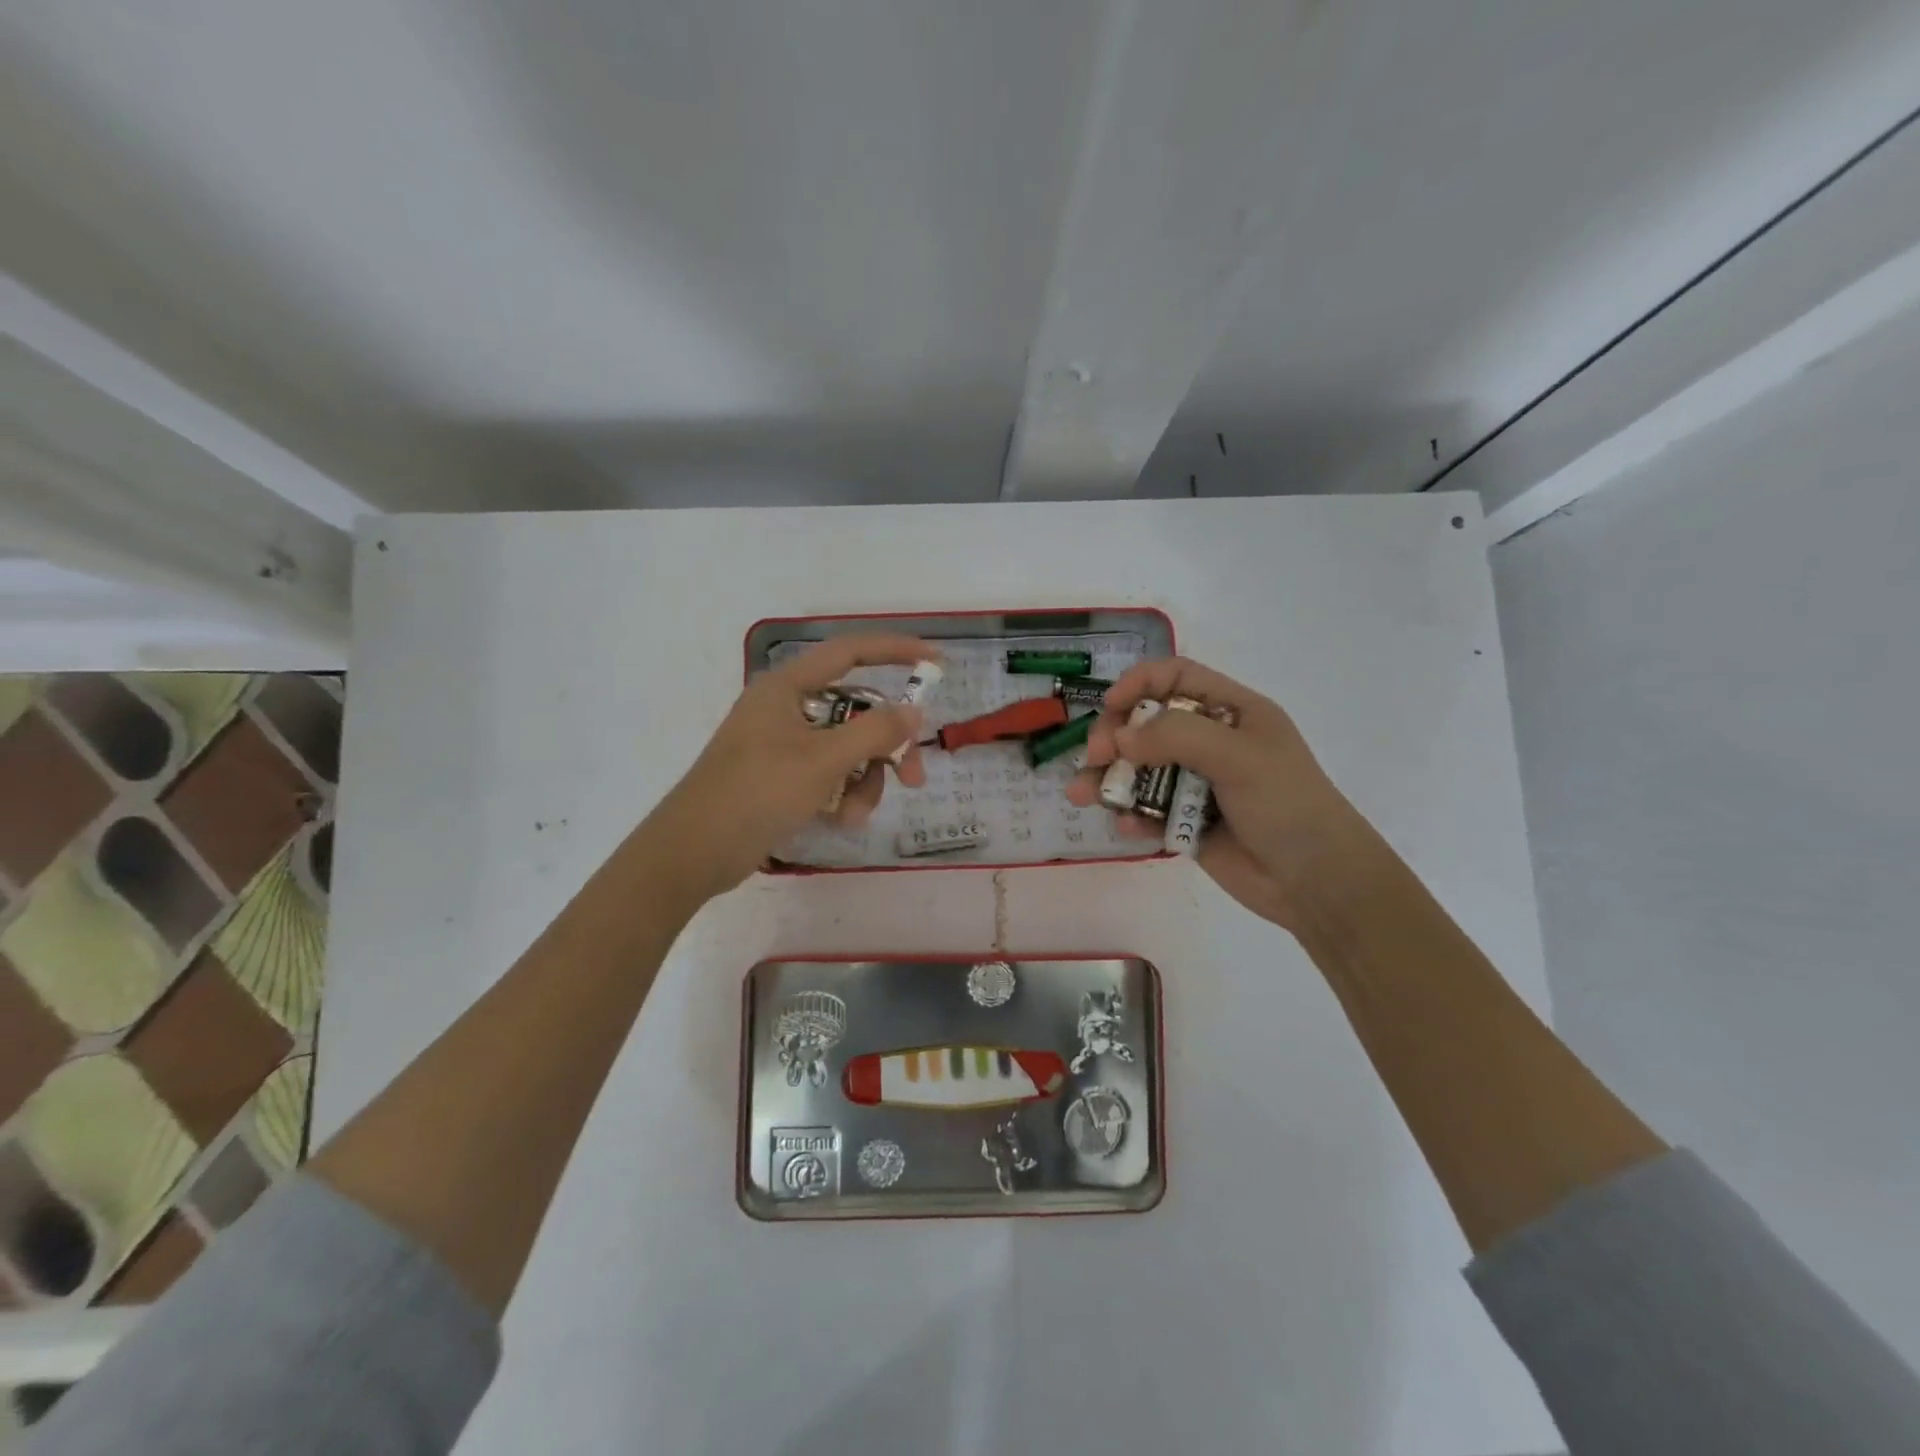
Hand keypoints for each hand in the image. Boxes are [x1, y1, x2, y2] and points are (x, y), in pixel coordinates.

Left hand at [644, 634, 935, 900]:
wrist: (694, 853)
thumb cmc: (757, 793)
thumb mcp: (823, 760)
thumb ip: (875, 732)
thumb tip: (914, 712)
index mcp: (788, 687)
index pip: (850, 652)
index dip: (895, 651)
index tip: (935, 662)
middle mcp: (787, 708)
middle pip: (857, 712)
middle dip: (885, 747)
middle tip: (913, 777)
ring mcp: (783, 745)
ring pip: (847, 750)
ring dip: (862, 781)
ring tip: (853, 813)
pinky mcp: (781, 778)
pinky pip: (829, 775)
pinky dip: (841, 795)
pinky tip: (838, 822)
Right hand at [1064, 657, 1369, 930]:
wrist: (1316, 882)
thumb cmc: (1287, 805)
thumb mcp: (1238, 756)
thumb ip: (1177, 737)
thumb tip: (1121, 737)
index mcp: (1232, 712)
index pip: (1176, 678)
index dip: (1139, 684)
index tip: (1110, 706)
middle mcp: (1211, 742)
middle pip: (1147, 724)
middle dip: (1116, 737)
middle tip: (1097, 757)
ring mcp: (1197, 784)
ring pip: (1139, 770)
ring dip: (1109, 780)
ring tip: (1080, 796)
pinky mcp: (1187, 823)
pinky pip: (1147, 811)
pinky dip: (1131, 817)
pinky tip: (1126, 829)